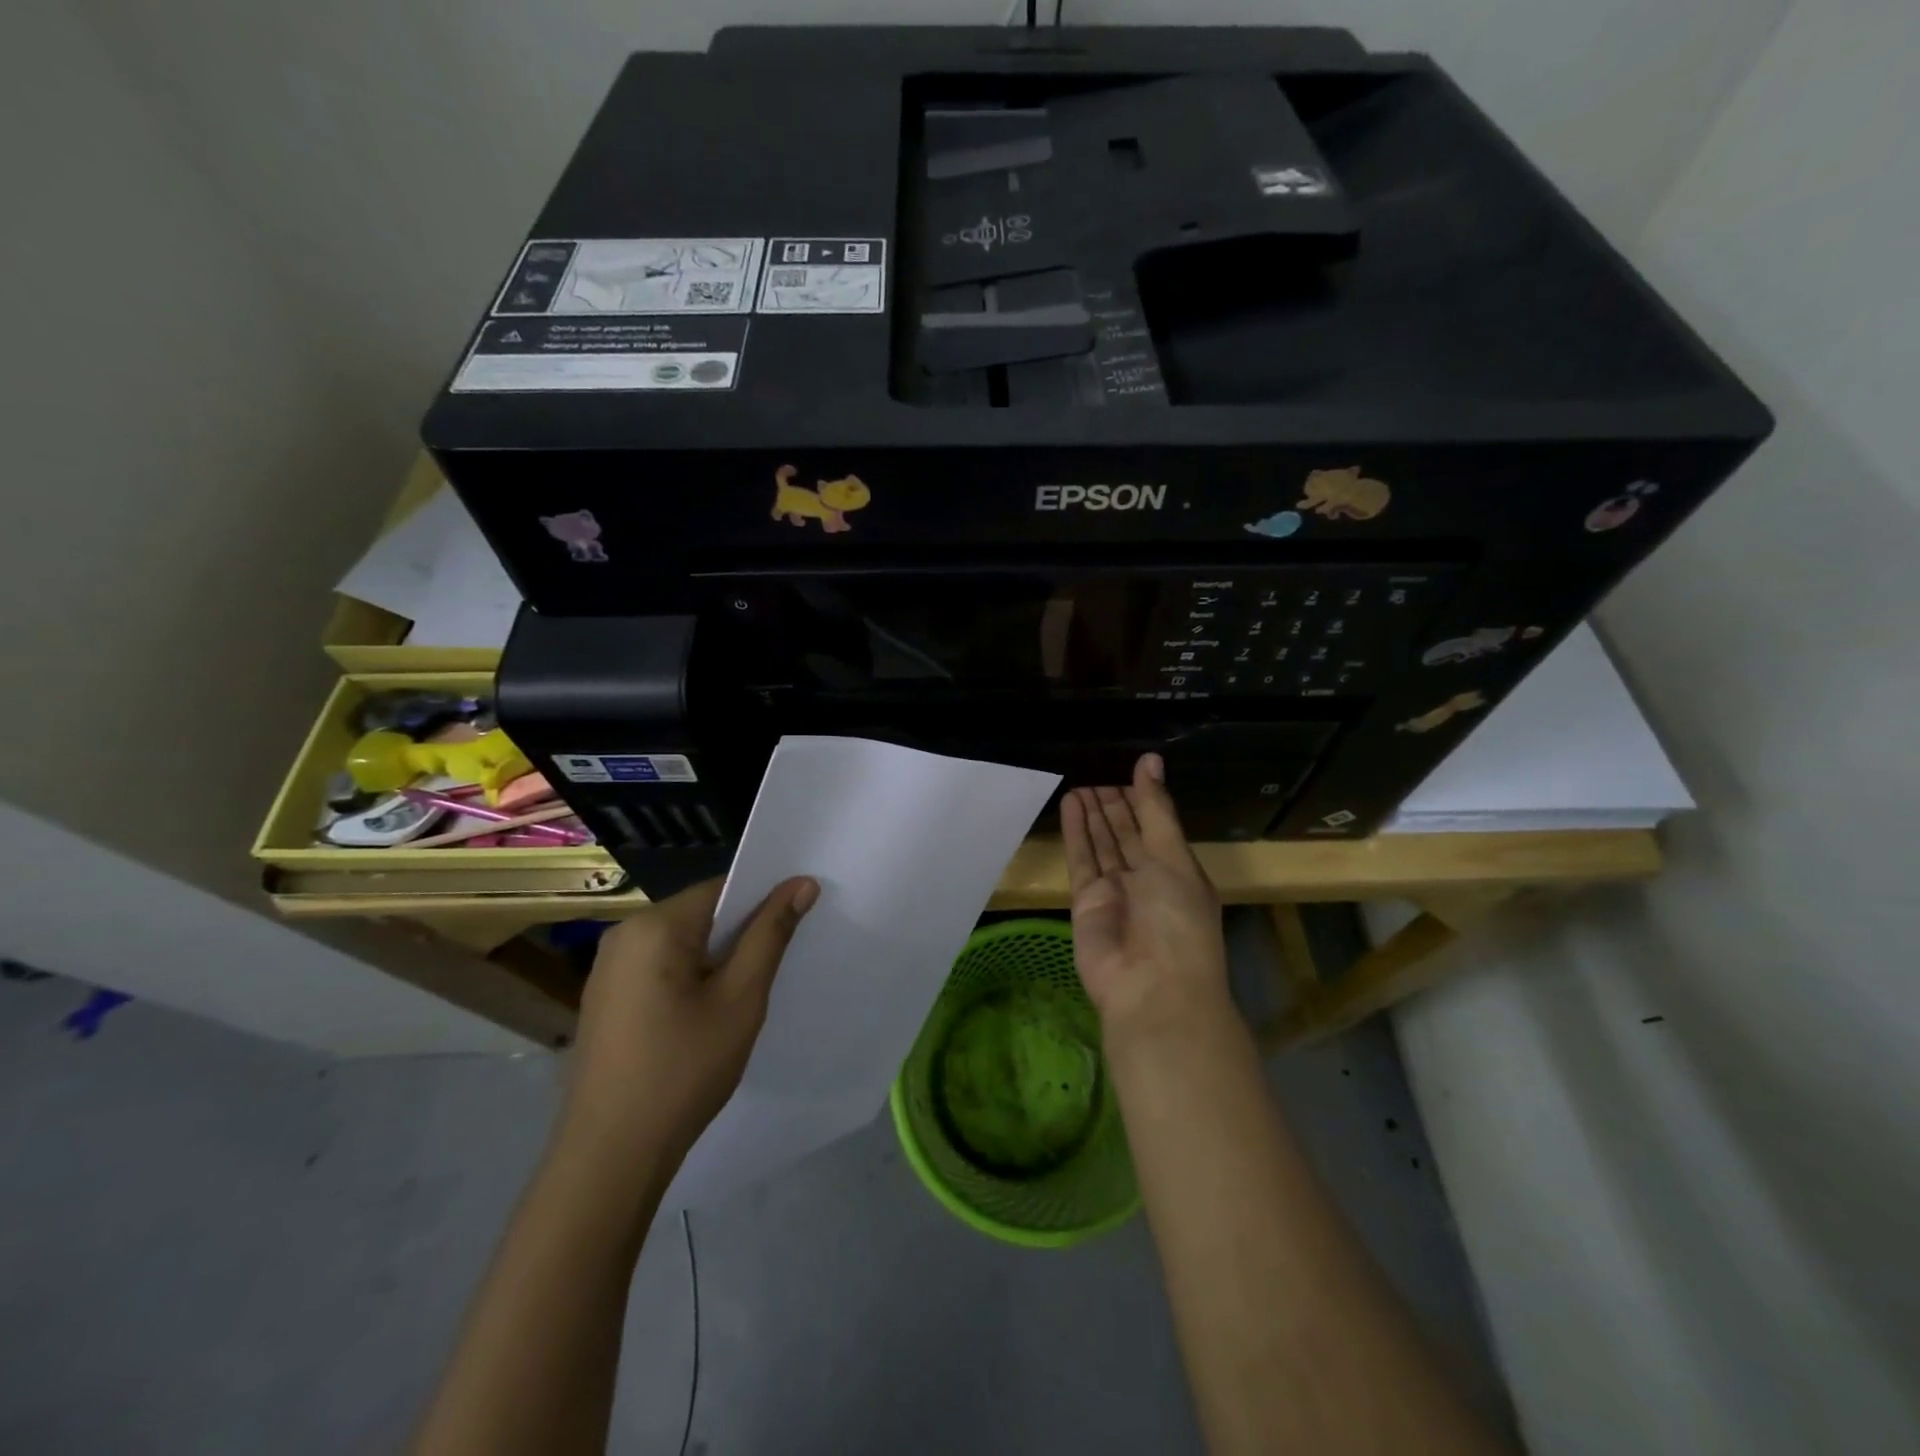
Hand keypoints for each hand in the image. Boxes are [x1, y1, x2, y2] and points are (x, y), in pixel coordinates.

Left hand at [559, 875, 817, 1164]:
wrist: (610, 1156)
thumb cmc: (683, 1070)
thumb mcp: (740, 999)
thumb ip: (770, 934)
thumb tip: (801, 883)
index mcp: (654, 926)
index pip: (722, 888)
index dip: (763, 900)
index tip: (796, 922)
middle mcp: (624, 934)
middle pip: (700, 914)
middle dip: (740, 934)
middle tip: (777, 964)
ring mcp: (608, 969)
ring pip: (682, 943)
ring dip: (717, 959)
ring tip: (746, 993)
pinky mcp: (606, 999)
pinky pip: (660, 968)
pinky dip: (691, 978)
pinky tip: (707, 1015)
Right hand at [1061, 754, 1230, 1035]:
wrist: (1151, 987)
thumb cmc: (1177, 919)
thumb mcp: (1174, 857)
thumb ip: (1156, 809)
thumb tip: (1150, 760)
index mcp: (1178, 870)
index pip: (1156, 825)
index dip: (1141, 798)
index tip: (1126, 767)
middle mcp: (1147, 879)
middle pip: (1126, 832)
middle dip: (1113, 803)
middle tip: (1095, 768)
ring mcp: (1115, 890)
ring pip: (1102, 843)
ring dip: (1092, 813)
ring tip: (1079, 779)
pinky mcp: (1085, 901)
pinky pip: (1081, 859)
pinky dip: (1075, 832)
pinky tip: (1069, 803)